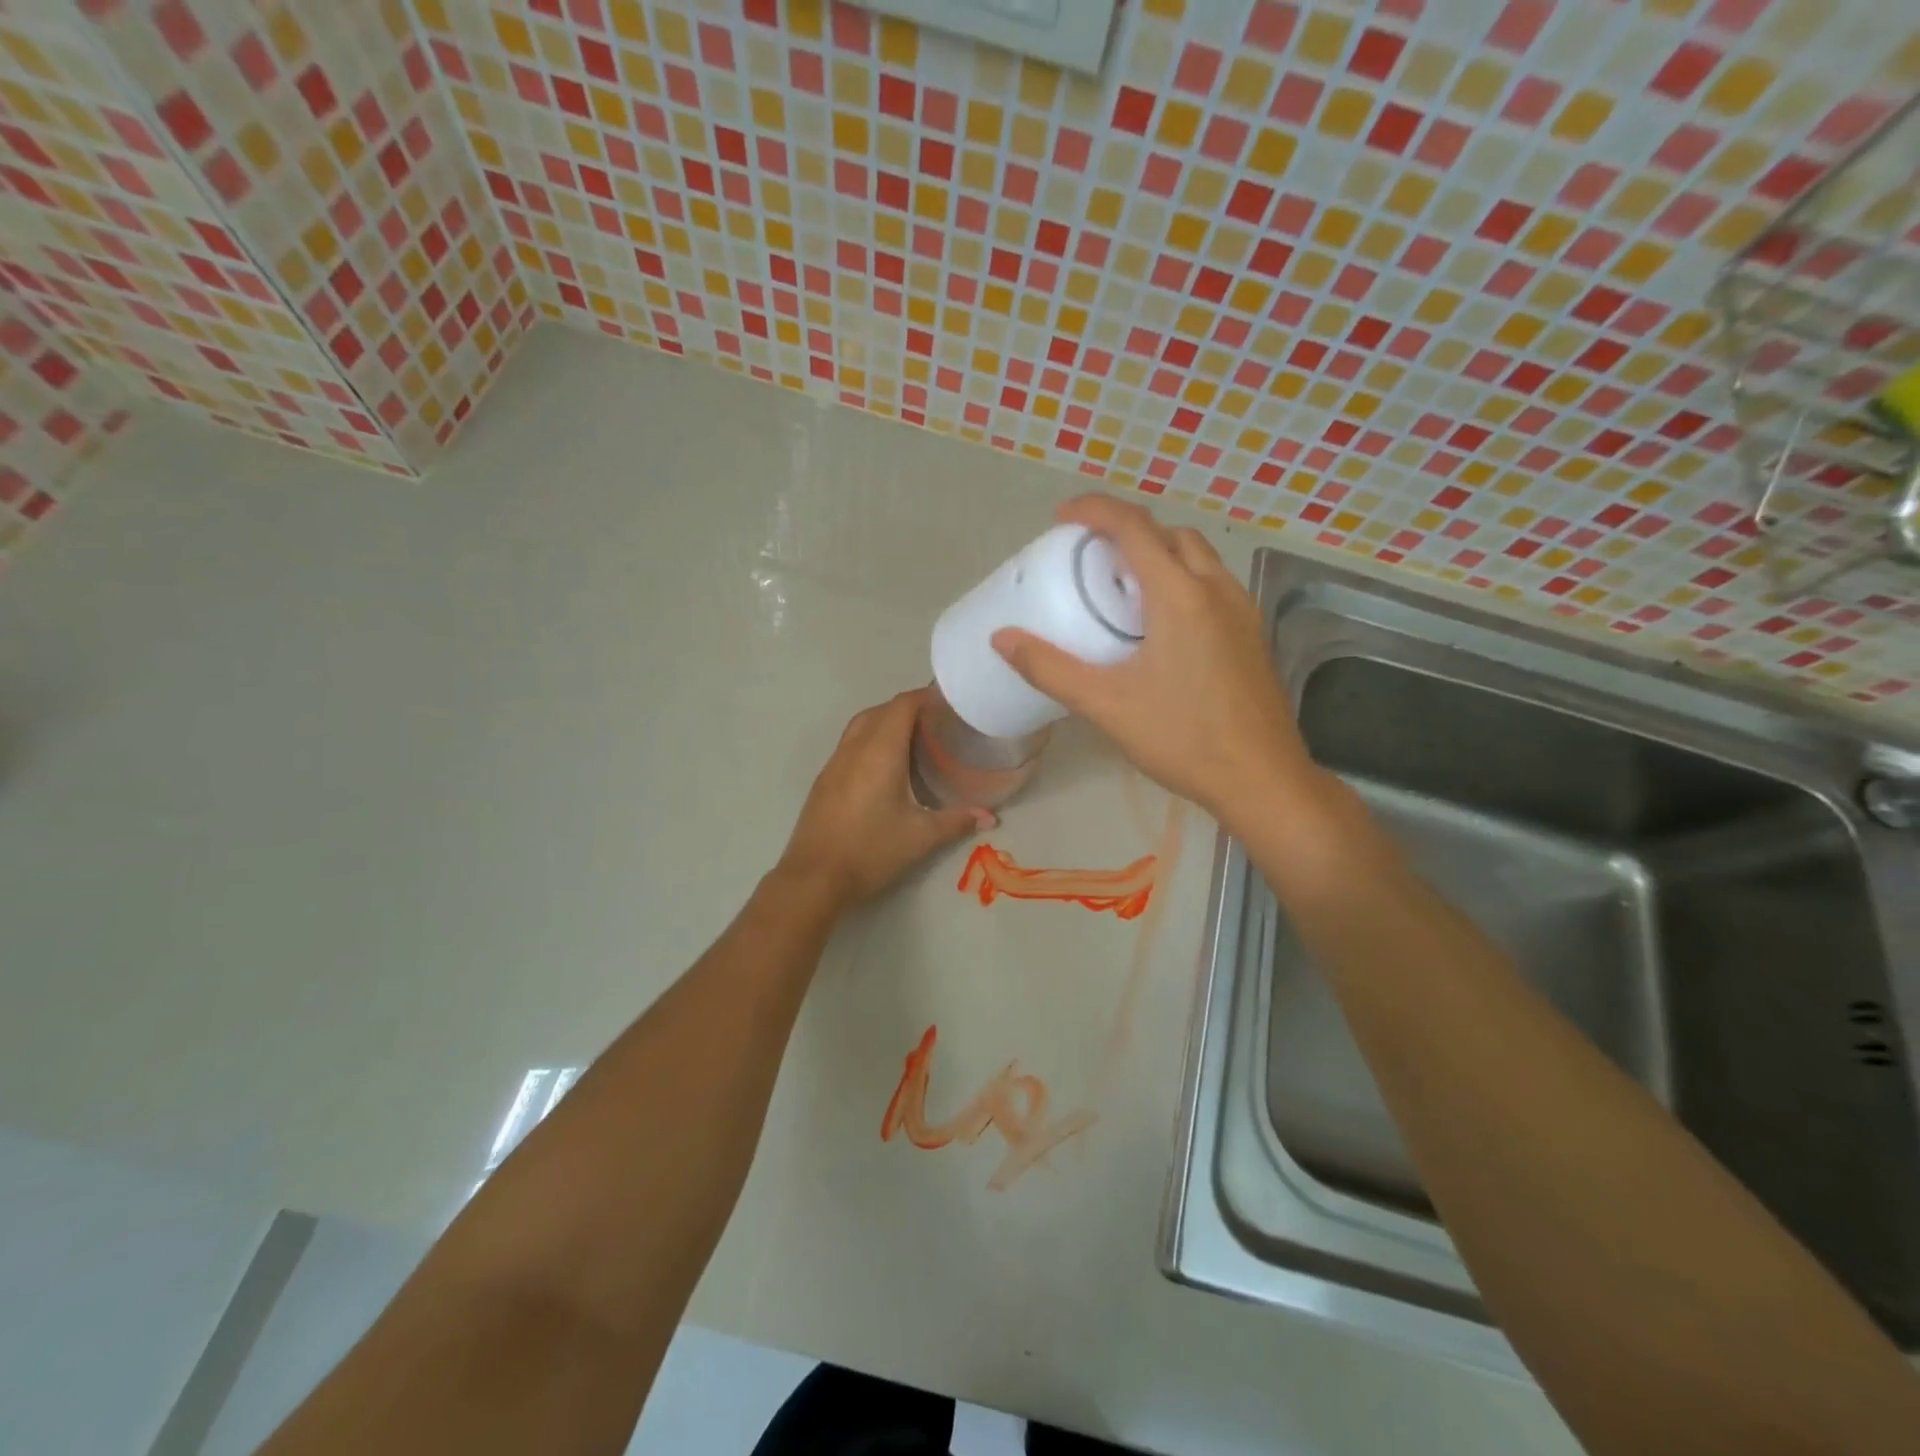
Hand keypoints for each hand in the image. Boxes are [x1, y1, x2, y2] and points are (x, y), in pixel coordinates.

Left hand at [778, 689, 992, 909]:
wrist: (814, 877)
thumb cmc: (871, 851)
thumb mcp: (920, 837)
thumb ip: (957, 821)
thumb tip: (990, 818)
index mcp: (880, 752)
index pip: (902, 705)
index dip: (925, 697)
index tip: (949, 704)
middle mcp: (854, 748)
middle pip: (881, 710)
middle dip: (908, 708)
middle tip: (937, 724)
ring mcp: (834, 762)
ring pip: (861, 725)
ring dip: (886, 722)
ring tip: (914, 740)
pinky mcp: (824, 779)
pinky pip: (850, 743)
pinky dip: (870, 740)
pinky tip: (885, 766)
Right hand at [992, 495, 1317, 820]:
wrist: (1261, 779)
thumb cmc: (1182, 739)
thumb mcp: (1106, 705)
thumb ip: (1050, 669)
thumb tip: (1002, 638)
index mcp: (1180, 595)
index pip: (1134, 527)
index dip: (1095, 510)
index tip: (1061, 518)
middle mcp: (1216, 589)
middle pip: (1170, 534)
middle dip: (1128, 530)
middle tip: (1090, 555)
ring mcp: (1241, 611)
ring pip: (1197, 557)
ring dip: (1158, 553)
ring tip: (1122, 586)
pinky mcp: (1251, 634)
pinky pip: (1212, 584)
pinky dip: (1181, 579)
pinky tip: (1160, 625)